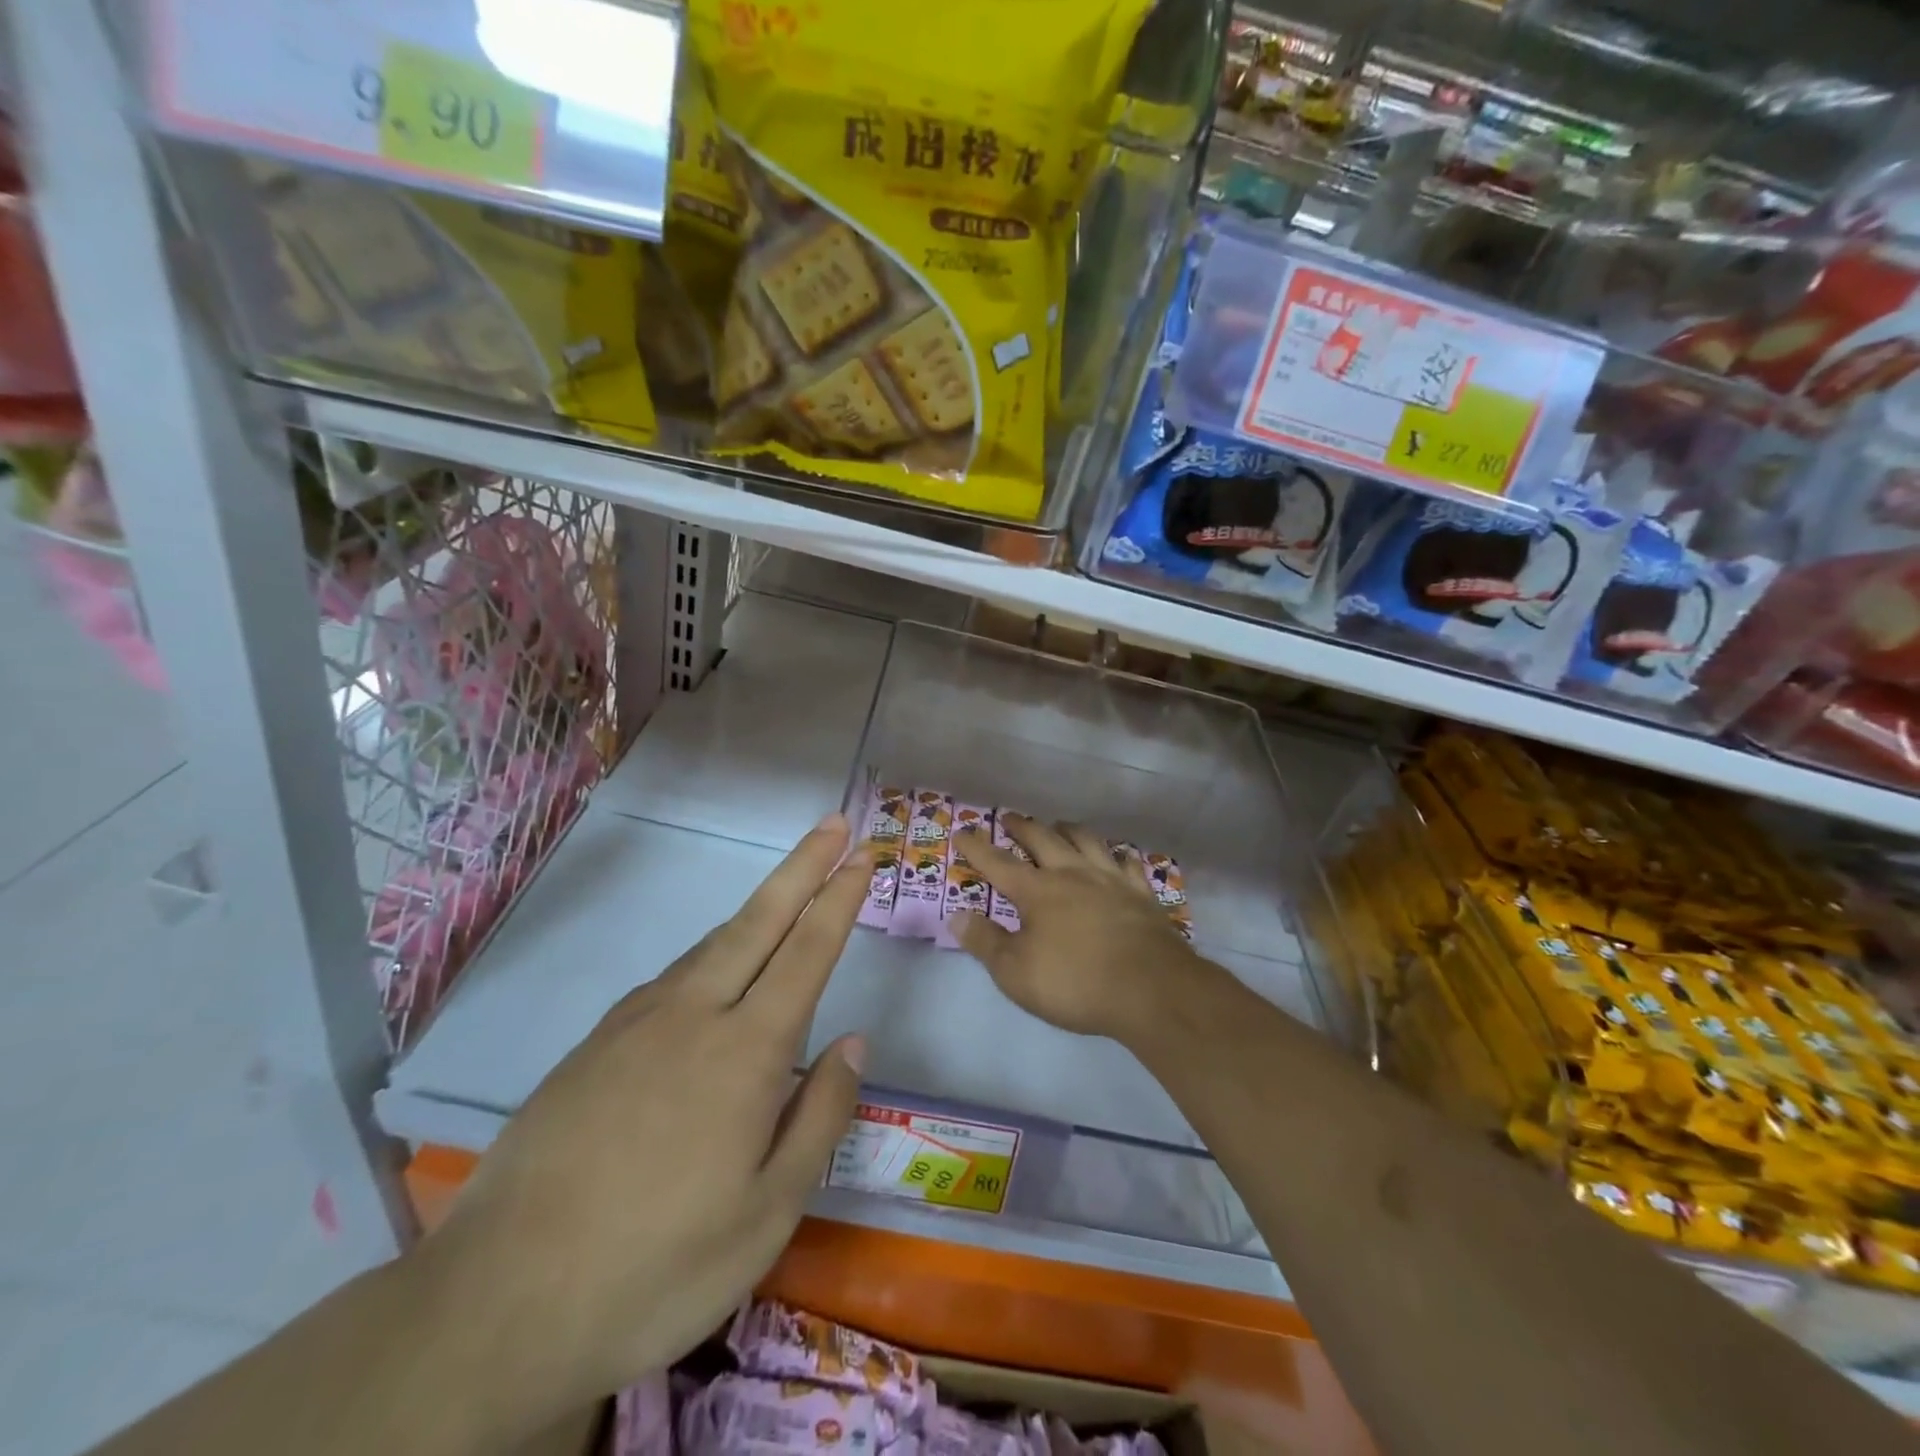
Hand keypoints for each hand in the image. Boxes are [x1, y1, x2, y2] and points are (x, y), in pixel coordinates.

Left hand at [410, 815, 869, 1440]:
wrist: (498, 1304)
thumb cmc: (658, 1264)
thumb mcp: (768, 1213)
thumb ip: (820, 1116)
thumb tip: (853, 1042)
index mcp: (746, 1051)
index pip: (807, 951)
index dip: (839, 897)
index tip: (863, 855)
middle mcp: (694, 1014)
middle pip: (758, 921)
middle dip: (802, 866)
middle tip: (832, 824)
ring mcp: (636, 1023)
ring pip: (711, 946)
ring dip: (757, 911)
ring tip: (788, 896)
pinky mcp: (594, 1043)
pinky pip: (671, 980)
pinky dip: (710, 957)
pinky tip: (712, 981)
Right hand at [949, 814, 1202, 1043]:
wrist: (1152, 990)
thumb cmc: (1076, 983)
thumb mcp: (1016, 972)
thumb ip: (985, 942)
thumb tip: (956, 915)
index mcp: (1037, 891)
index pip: (998, 863)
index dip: (976, 847)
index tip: (961, 831)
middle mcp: (1072, 874)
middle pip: (1042, 839)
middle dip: (1022, 827)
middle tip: (1010, 818)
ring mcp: (1110, 879)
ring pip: (1085, 840)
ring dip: (1067, 829)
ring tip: (1058, 824)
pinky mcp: (1141, 893)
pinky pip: (1125, 861)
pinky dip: (1114, 853)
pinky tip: (1115, 855)